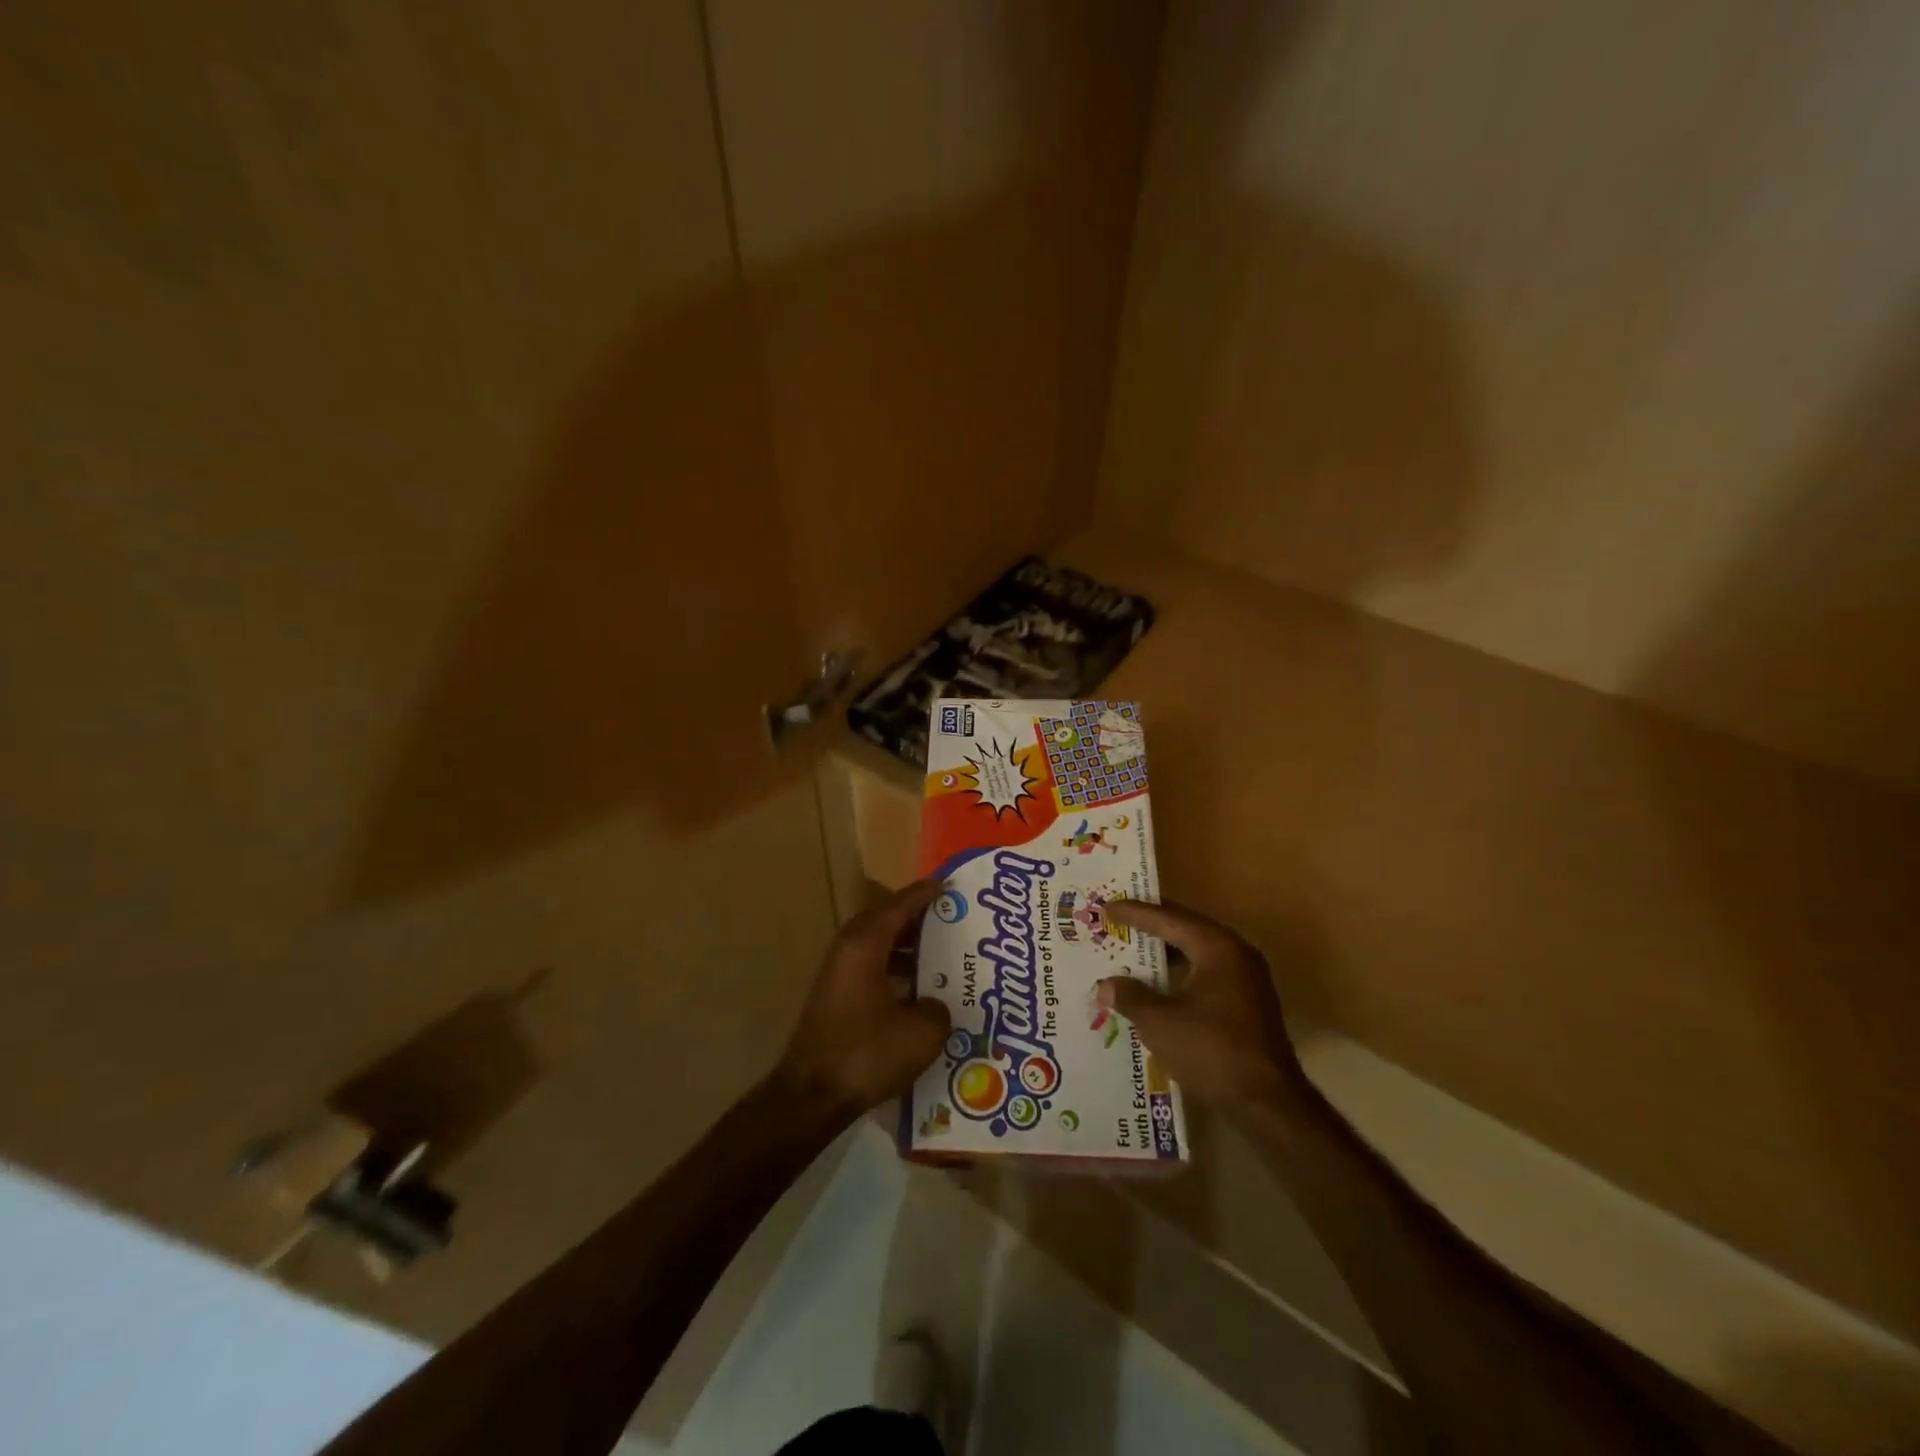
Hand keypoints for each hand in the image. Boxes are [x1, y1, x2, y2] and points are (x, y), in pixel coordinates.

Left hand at [777, 879, 952, 1118]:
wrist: (810, 1096)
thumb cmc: (866, 1053)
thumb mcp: (921, 1033)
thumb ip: (937, 1009)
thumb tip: (934, 1006)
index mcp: (865, 944)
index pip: (899, 905)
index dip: (925, 894)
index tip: (947, 885)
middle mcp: (847, 950)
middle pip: (883, 921)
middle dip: (914, 918)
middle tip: (947, 919)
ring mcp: (836, 975)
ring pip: (875, 946)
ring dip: (903, 946)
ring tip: (937, 953)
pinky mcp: (833, 1000)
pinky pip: (869, 969)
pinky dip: (892, 969)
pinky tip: (915, 992)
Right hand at [1097, 900, 1303, 1106]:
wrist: (1268, 1103)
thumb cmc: (1211, 1050)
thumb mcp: (1160, 1022)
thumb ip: (1130, 997)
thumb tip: (1105, 986)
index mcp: (1217, 947)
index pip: (1169, 918)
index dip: (1135, 913)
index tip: (1107, 907)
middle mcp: (1236, 954)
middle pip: (1186, 929)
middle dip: (1151, 927)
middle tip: (1118, 921)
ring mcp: (1247, 980)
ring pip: (1197, 953)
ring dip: (1166, 953)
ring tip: (1132, 951)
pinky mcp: (1248, 1004)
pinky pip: (1206, 974)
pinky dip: (1180, 974)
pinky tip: (1158, 986)